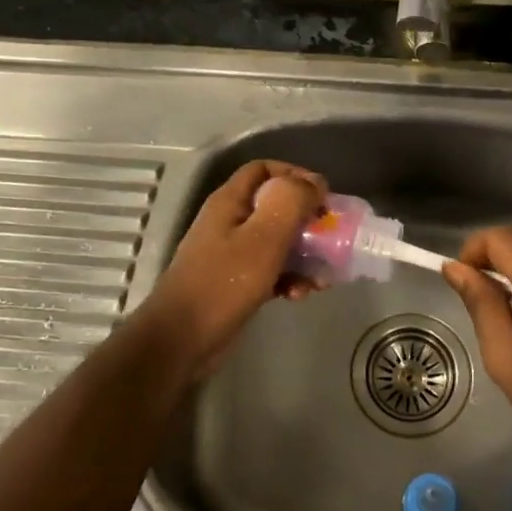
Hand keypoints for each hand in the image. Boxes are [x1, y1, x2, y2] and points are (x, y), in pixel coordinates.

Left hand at [134, 160, 325, 382]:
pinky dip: (289, 278)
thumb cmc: (223, 284)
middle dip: (306, 220)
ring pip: (277, 240)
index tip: (322, 196)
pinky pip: (270, 269)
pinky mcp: (235, 282)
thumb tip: (314, 182)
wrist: (181, 341)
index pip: (264, 169)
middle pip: (275, 206)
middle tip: (329, 237)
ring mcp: (231, 253)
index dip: (295, 175)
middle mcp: (229, 221)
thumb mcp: (263, 237)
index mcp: (230, 201)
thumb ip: (290, 202)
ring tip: (321, 276)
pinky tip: (299, 295)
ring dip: (303, 254)